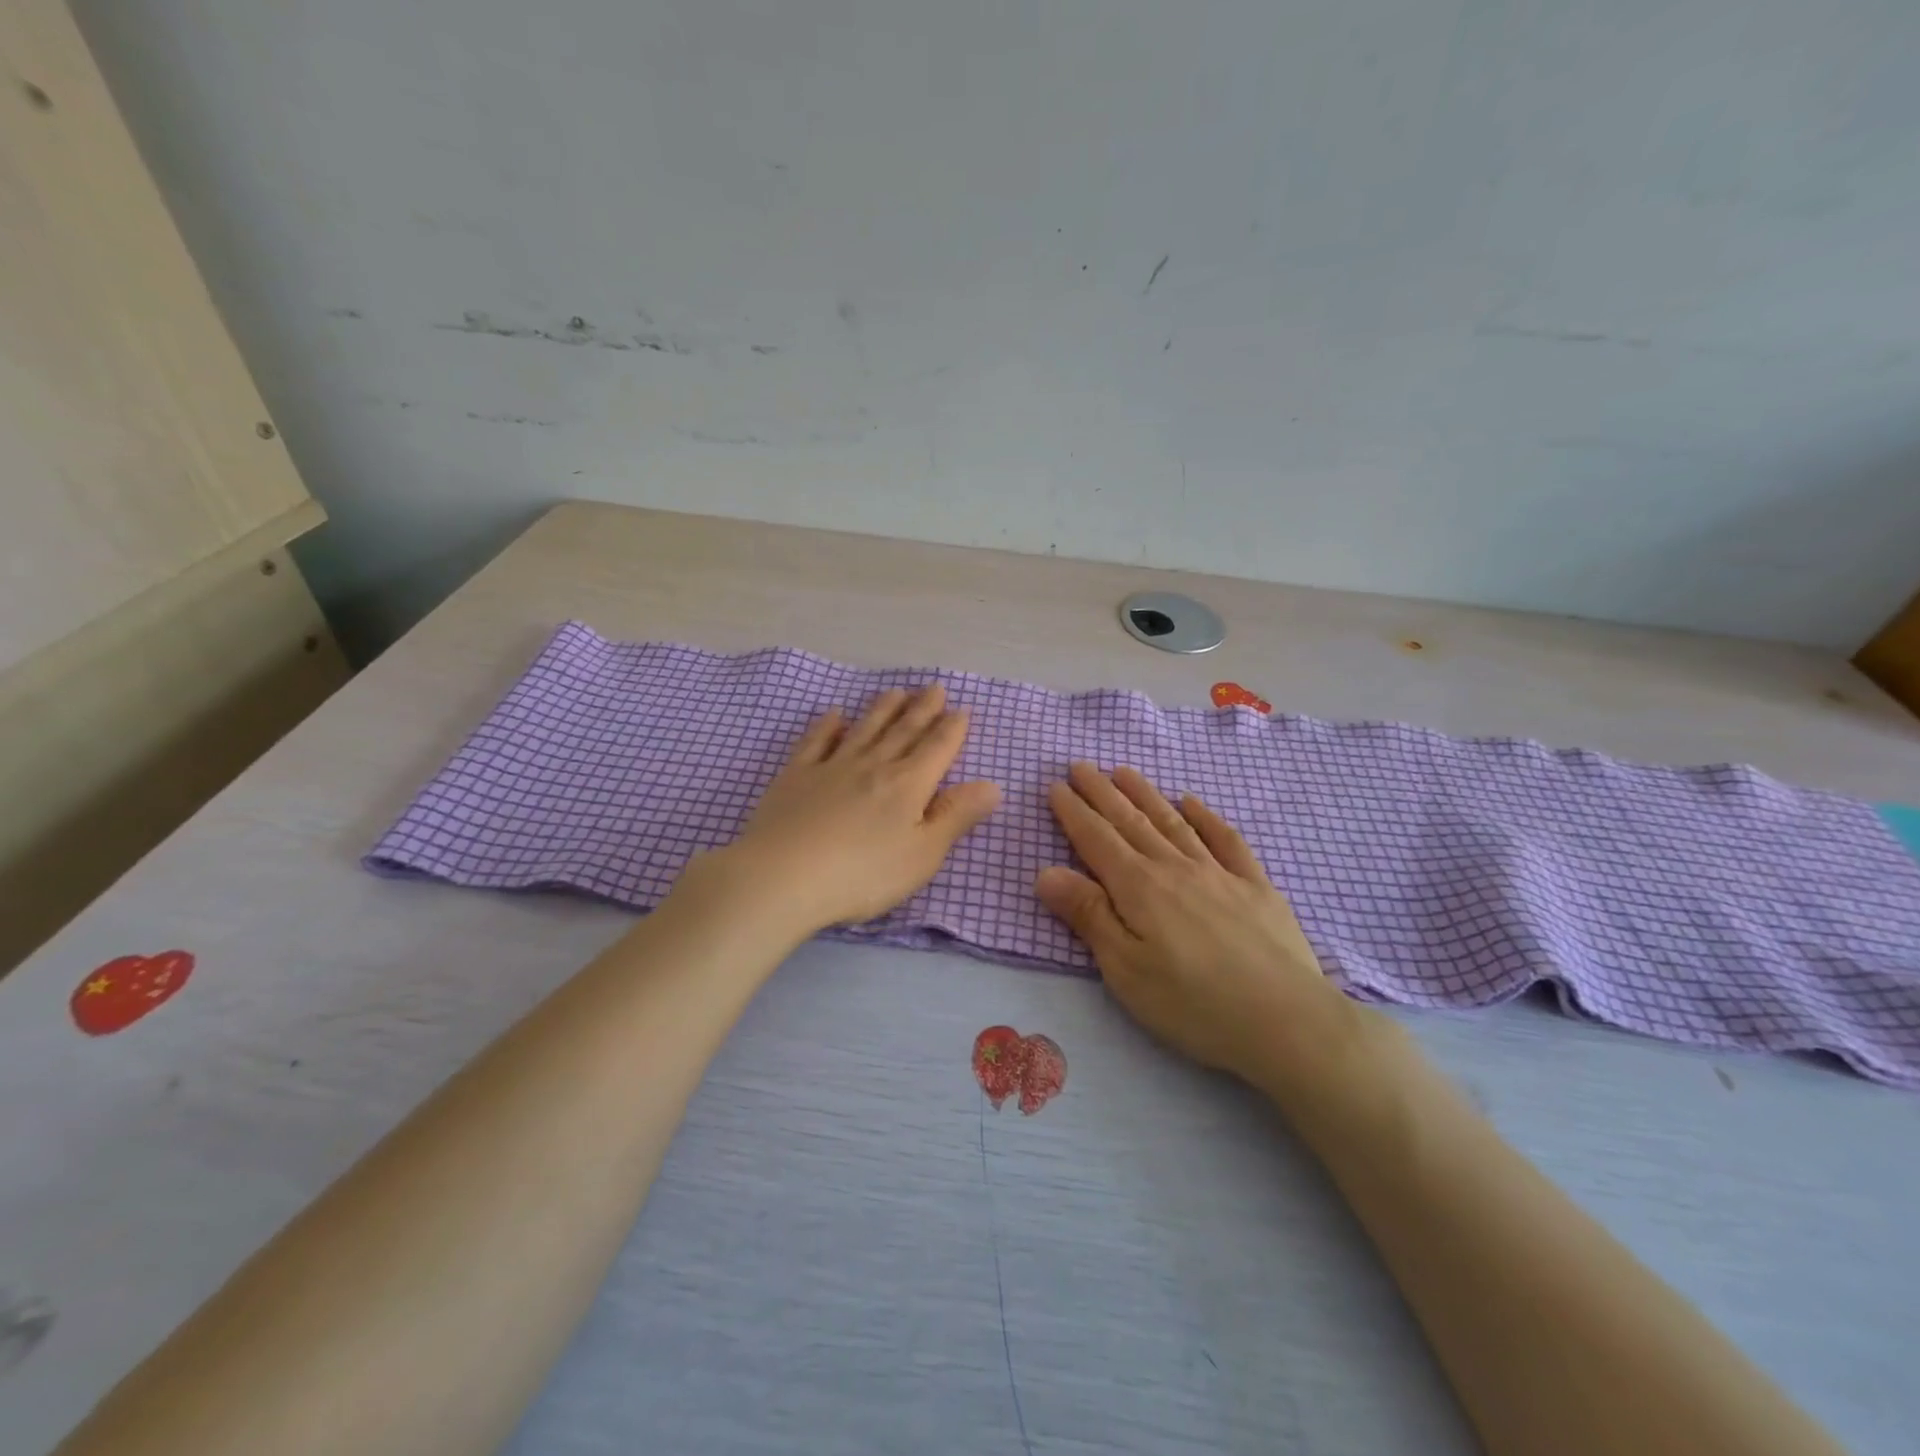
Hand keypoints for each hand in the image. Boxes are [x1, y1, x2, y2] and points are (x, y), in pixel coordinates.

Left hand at [709, 684, 1001, 935]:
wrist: (783, 877)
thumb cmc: (863, 874)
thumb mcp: (922, 854)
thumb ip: (956, 817)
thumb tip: (992, 785)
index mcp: (908, 785)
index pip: (937, 749)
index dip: (952, 729)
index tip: (962, 710)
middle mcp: (874, 765)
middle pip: (903, 731)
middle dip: (923, 709)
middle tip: (934, 688)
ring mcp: (832, 766)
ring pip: (864, 729)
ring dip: (883, 709)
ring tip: (896, 691)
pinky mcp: (796, 776)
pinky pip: (816, 741)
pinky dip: (827, 725)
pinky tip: (833, 715)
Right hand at [1035, 763, 1370, 1093]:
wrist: (1286, 1020)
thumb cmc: (1193, 1003)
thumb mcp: (1125, 969)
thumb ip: (1089, 915)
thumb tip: (1046, 871)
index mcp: (1139, 888)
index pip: (1096, 840)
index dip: (1074, 812)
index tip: (1056, 786)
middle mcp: (1175, 868)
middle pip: (1131, 822)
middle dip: (1102, 793)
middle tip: (1080, 766)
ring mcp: (1218, 873)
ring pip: (1172, 822)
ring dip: (1145, 795)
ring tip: (1124, 772)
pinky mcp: (1255, 887)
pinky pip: (1226, 840)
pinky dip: (1206, 818)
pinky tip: (1192, 803)